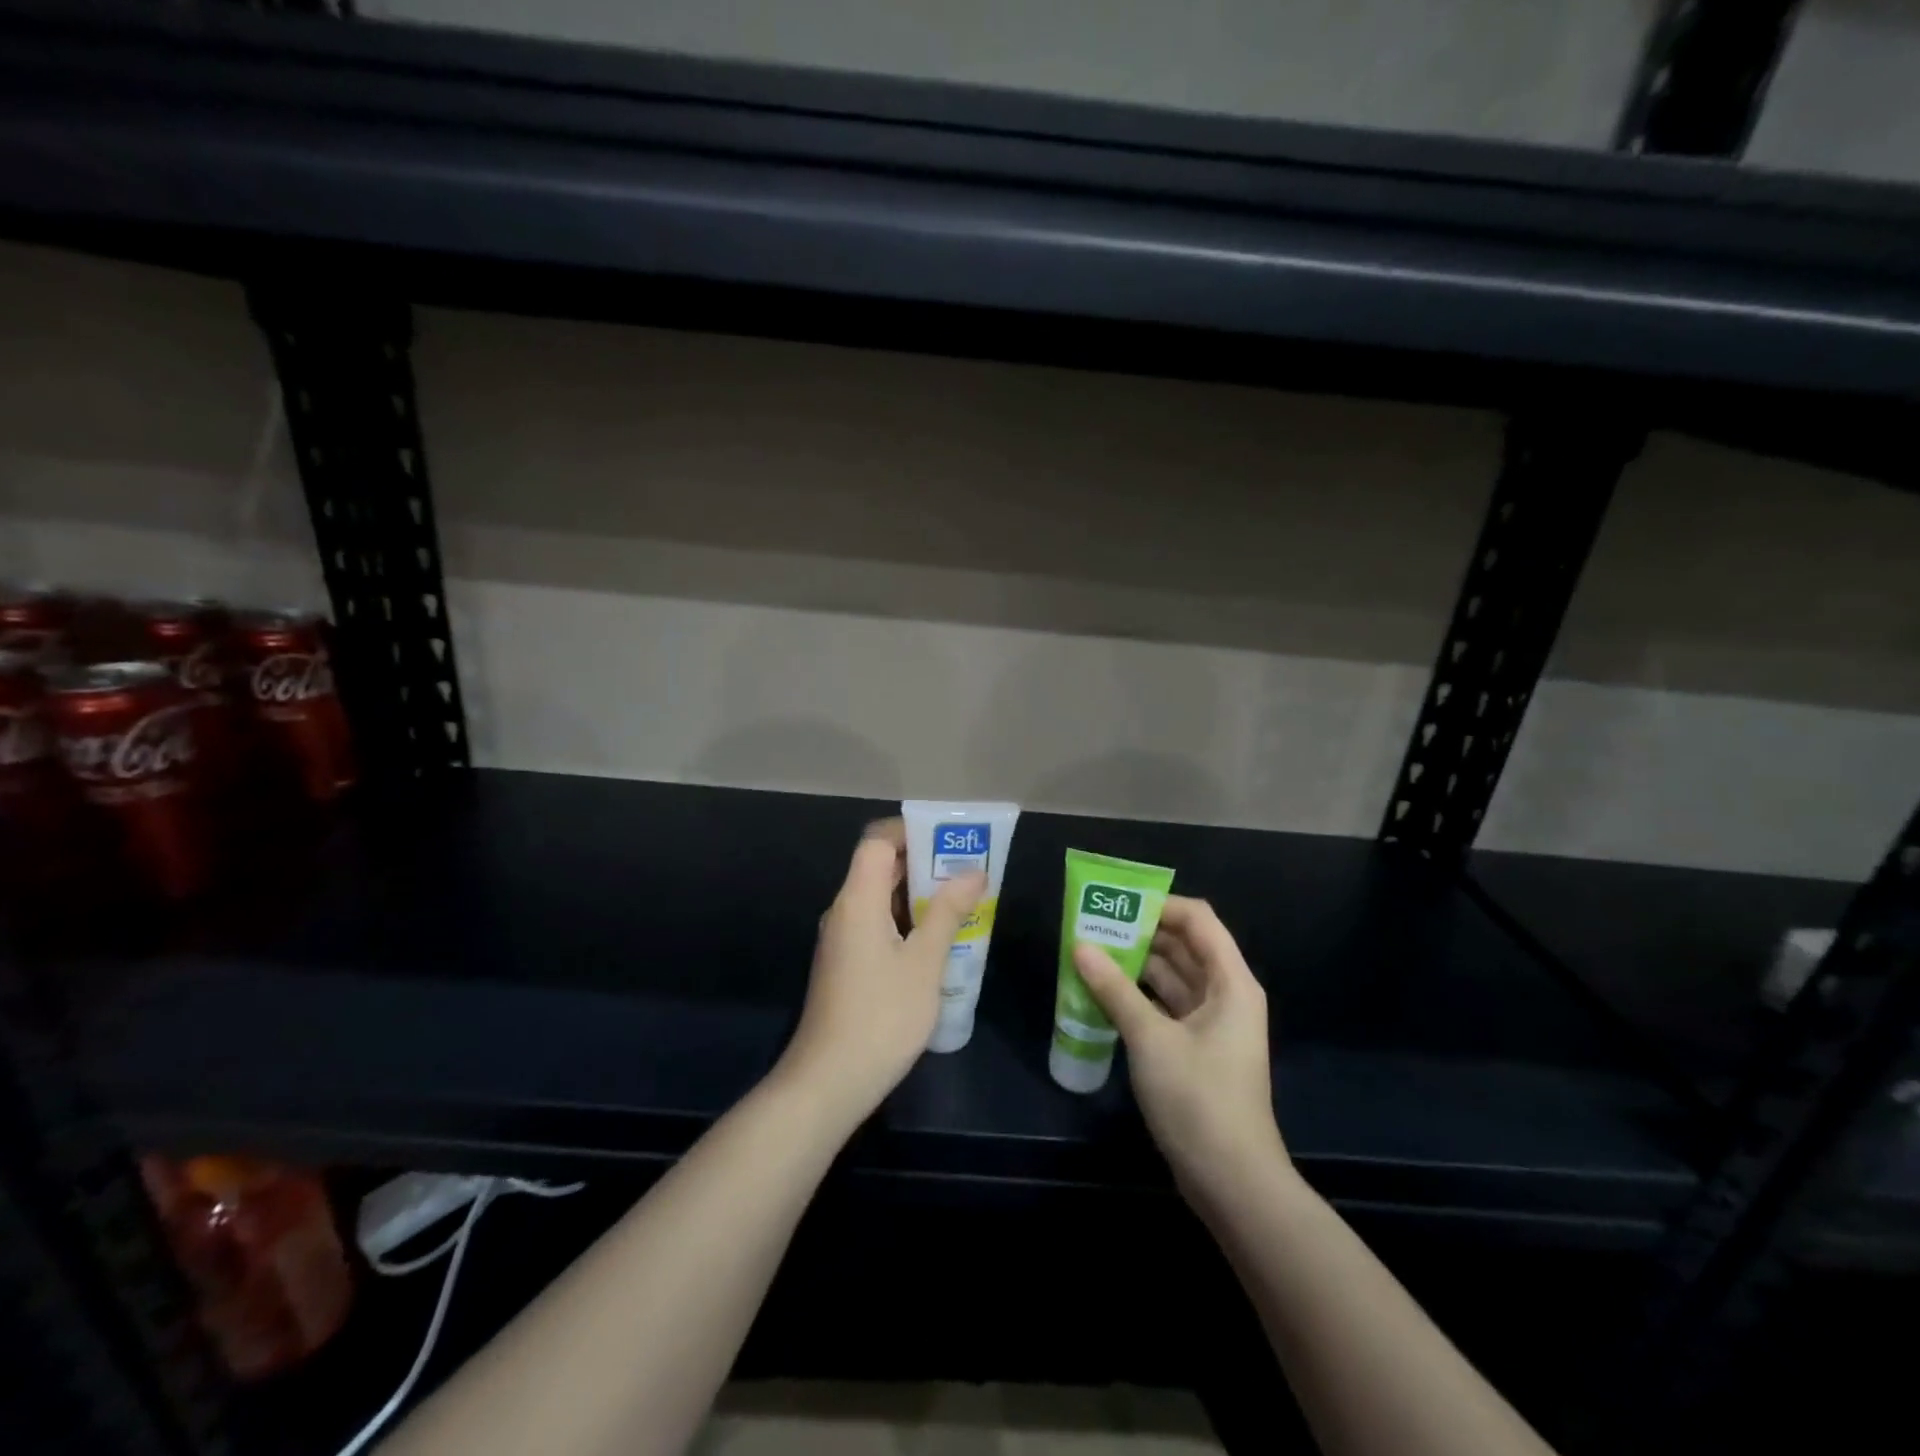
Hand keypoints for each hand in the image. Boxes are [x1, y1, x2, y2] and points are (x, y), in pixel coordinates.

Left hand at [777, 819, 985, 1128]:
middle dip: (923, 862)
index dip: (910, 831)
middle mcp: (844, 911)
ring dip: (918, 894)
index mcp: (857, 900)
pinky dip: (906, 920)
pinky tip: (937, 940)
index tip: (949, 838)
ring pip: (879, 898)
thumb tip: (973, 873)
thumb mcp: (924, 963)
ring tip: (962, 900)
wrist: (829, 1082)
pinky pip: (876, 924)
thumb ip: (948, 913)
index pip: (876, 842)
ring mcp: (842, 940)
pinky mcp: (845, 964)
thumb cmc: (881, 1016)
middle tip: (967, 868)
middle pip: (878, 867)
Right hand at [1072, 896, 1287, 1203]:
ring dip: (1135, 965)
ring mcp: (1212, 1023)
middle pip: (1184, 946)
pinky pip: (1166, 1006)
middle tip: (1092, 925)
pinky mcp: (1197, 1049)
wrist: (1232, 1182)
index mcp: (1230, 982)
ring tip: (1090, 953)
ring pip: (1172, 977)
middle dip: (1140, 933)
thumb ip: (1114, 989)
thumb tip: (1080, 946)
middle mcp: (1225, 994)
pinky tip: (1102, 993)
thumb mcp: (1151, 1039)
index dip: (1160, 904)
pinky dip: (1138, 996)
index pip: (1198, 920)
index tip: (1116, 903)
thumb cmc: (1198, 1099)